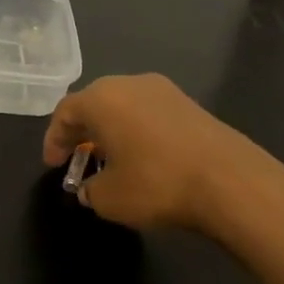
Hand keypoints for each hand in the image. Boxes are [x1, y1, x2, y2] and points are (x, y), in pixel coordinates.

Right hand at [42, 74, 272, 234]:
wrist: (229, 180)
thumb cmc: (157, 184)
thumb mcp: (109, 199)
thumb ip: (90, 191)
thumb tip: (91, 188)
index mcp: (102, 99)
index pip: (65, 112)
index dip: (54, 140)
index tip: (53, 165)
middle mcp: (130, 84)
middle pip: (94, 103)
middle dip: (82, 131)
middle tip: (77, 158)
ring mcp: (164, 90)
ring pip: (124, 106)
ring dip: (111, 130)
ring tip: (110, 160)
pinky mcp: (190, 103)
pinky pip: (149, 113)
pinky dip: (137, 131)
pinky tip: (143, 157)